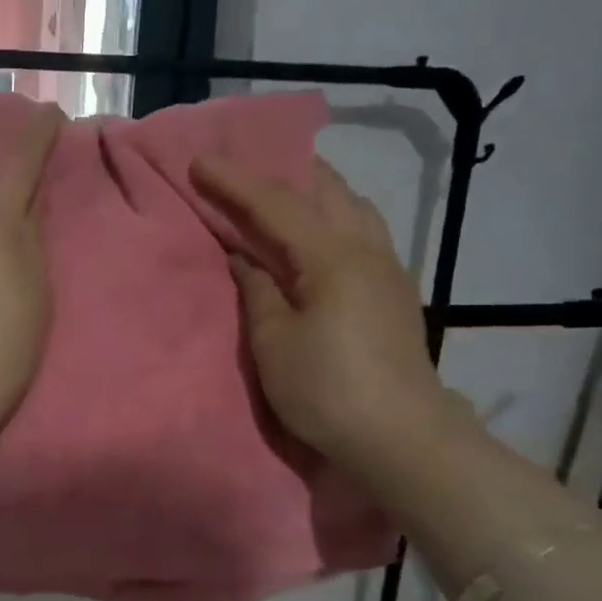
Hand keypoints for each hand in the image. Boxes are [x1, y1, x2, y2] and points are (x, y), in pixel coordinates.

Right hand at [192, 155, 452, 470]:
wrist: (402, 438)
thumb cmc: (328, 390)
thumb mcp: (274, 341)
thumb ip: (257, 289)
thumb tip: (246, 256)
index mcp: (333, 256)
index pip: (276, 203)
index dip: (234, 181)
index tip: (198, 161)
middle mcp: (367, 249)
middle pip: (325, 190)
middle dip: (282, 172)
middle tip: (243, 171)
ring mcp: (387, 268)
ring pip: (351, 206)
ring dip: (313, 192)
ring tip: (282, 195)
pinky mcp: (394, 291)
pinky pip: (361, 230)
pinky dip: (332, 216)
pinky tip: (317, 234)